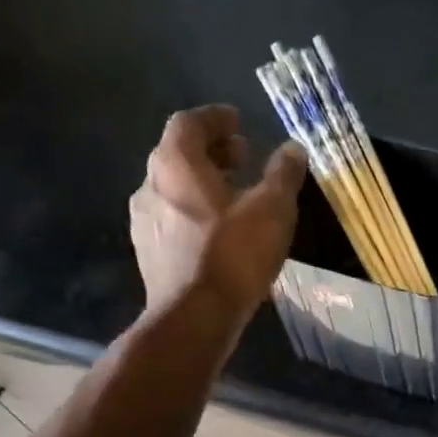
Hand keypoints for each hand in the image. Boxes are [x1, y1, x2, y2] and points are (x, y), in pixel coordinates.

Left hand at [129, 105, 306, 322]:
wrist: (194, 317)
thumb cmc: (233, 255)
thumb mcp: (272, 210)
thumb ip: (283, 175)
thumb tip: (293, 149)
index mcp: (175, 164)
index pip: (189, 123)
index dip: (215, 119)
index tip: (238, 122)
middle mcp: (150, 186)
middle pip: (178, 156)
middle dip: (212, 153)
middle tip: (242, 159)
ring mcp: (144, 223)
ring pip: (174, 191)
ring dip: (203, 187)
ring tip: (234, 199)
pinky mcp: (149, 256)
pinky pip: (173, 222)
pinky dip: (195, 216)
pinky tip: (219, 236)